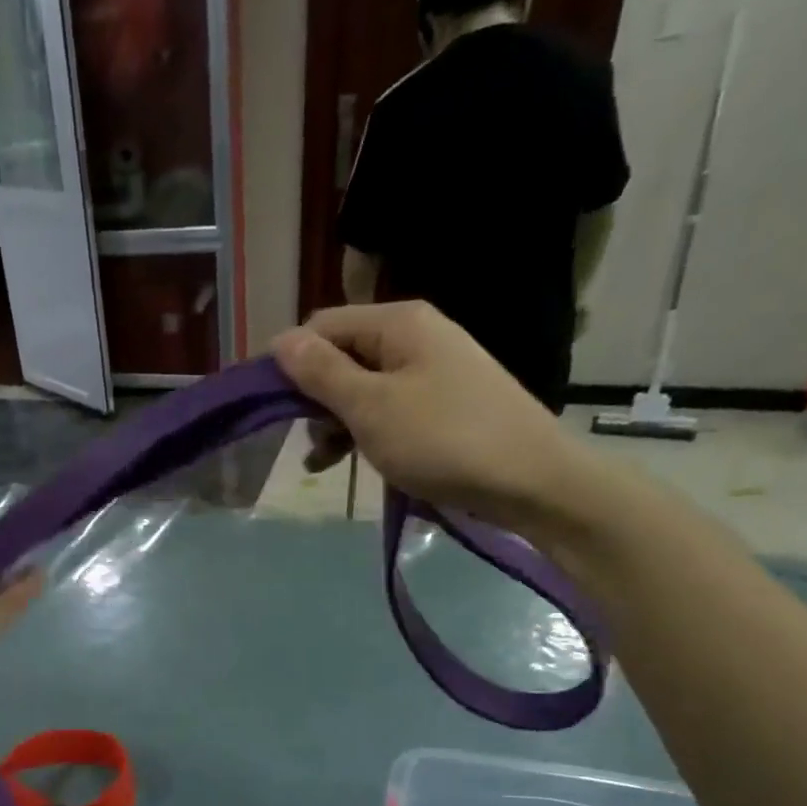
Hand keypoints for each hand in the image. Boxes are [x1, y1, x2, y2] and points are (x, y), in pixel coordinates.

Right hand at [272, 302, 603, 535]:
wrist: (533, 482)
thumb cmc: (443, 440)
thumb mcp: (370, 407)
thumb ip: (321, 372)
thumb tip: (279, 340)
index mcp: (398, 323)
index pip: (320, 326)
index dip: (290, 363)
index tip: (273, 409)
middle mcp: (416, 335)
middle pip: (341, 355)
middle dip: (314, 397)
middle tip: (308, 440)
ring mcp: (433, 369)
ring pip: (362, 386)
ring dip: (335, 421)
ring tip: (324, 462)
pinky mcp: (443, 402)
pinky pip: (388, 407)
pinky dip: (364, 431)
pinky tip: (349, 462)